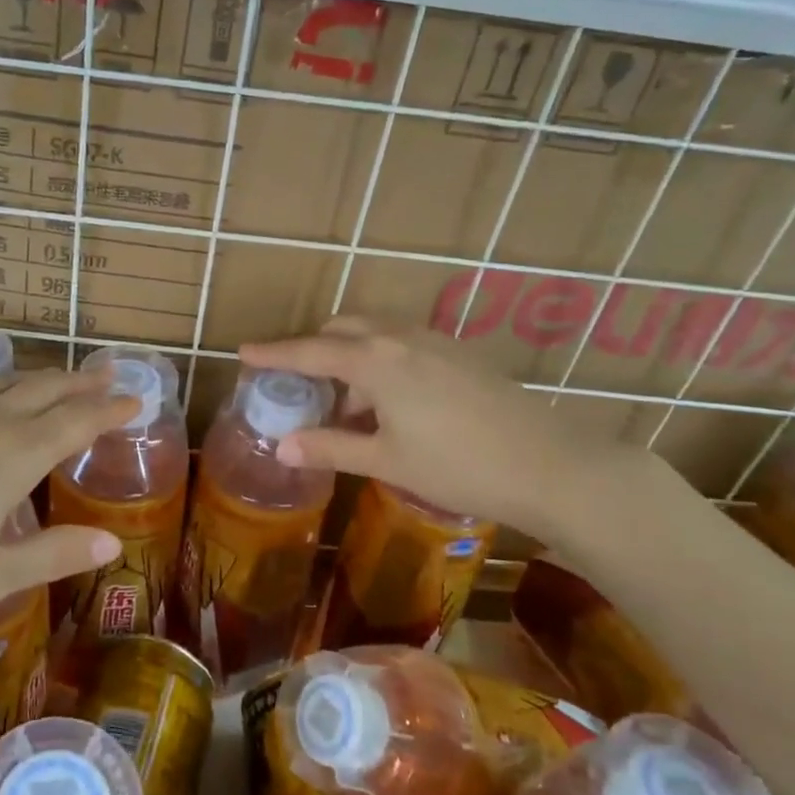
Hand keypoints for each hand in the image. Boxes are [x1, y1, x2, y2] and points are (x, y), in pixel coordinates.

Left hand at [0, 368, 137, 662]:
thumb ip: (51, 555)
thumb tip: (112, 540)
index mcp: (7, 460)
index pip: (73, 422)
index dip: (109, 409)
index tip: (137, 399)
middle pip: (39, 390)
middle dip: (78, 382)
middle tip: (108, 375)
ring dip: (35, 378)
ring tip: (56, 379)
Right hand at [239, 317, 643, 538]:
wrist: (551, 465)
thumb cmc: (458, 465)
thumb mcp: (386, 461)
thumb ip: (330, 448)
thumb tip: (281, 447)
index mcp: (375, 360)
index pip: (310, 351)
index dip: (274, 354)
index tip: (243, 352)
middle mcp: (401, 337)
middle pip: (343, 329)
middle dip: (314, 349)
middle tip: (301, 386)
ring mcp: (436, 341)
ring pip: (376, 334)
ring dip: (351, 358)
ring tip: (351, 409)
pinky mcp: (461, 353)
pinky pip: (404, 344)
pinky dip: (382, 362)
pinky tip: (393, 405)